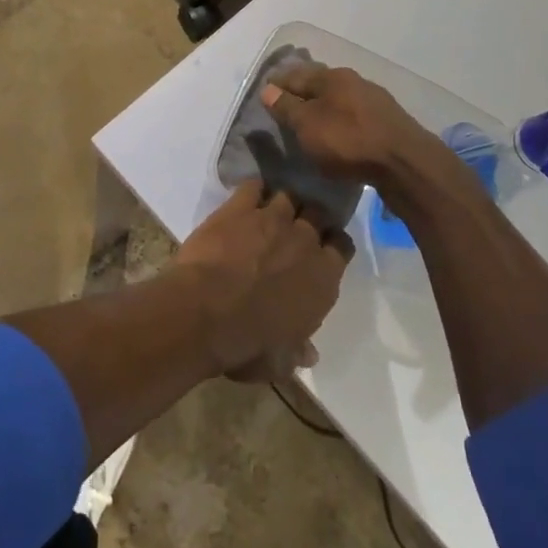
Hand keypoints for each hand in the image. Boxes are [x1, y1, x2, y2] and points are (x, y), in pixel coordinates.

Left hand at [174, 179, 347, 381]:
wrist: (204, 313)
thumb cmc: (247, 344)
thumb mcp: (279, 361)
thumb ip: (297, 351)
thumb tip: (309, 354)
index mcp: (323, 278)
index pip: (342, 246)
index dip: (332, 244)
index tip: (323, 246)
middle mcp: (304, 241)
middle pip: (318, 213)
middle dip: (311, 216)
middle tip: (297, 226)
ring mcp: (273, 219)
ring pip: (289, 196)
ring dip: (284, 202)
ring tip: (273, 209)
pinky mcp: (240, 207)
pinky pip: (254, 186)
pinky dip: (253, 189)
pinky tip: (248, 196)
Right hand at [261, 64, 448, 191]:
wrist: (405, 163)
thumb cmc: (348, 140)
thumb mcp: (308, 125)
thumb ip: (286, 107)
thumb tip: (268, 89)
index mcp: (331, 77)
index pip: (296, 75)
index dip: (278, 84)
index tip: (265, 92)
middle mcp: (354, 81)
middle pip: (320, 84)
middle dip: (302, 92)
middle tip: (285, 107)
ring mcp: (374, 100)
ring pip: (339, 99)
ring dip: (323, 107)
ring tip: (310, 122)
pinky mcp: (388, 121)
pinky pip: (354, 115)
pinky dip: (341, 120)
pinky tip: (338, 134)